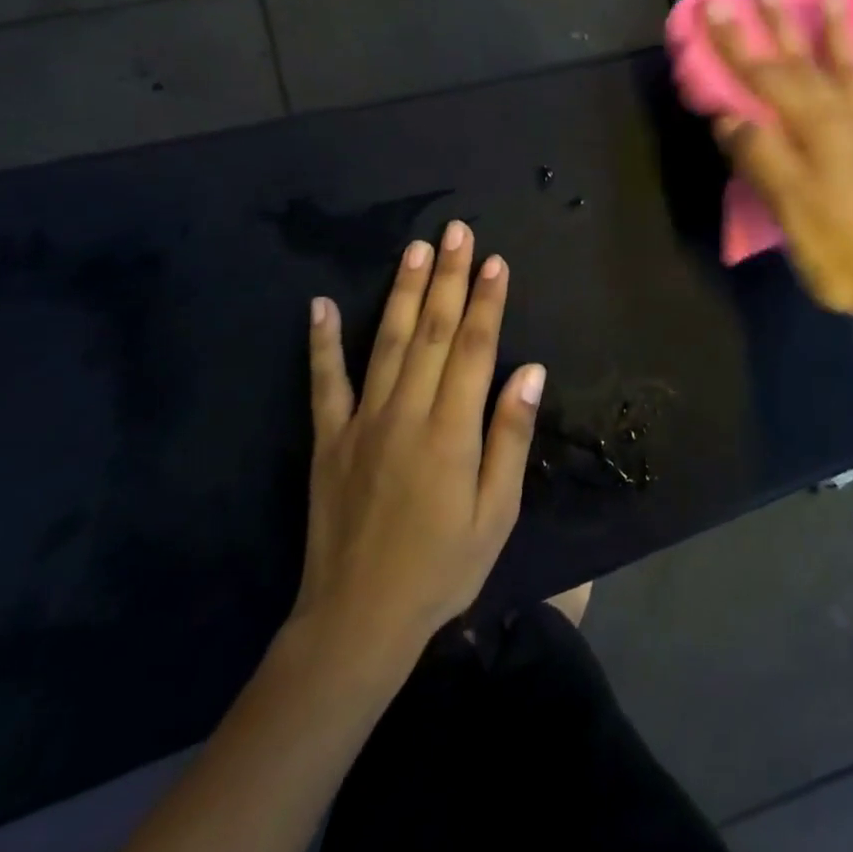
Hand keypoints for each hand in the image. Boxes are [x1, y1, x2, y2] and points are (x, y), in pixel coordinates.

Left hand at [292, 222, 545, 667]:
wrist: (357, 620)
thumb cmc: (443, 568)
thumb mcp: (497, 513)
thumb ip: (510, 437)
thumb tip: (531, 371)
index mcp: (451, 431)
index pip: (475, 348)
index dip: (487, 302)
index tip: (496, 261)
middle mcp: (406, 413)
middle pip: (434, 332)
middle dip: (449, 277)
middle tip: (458, 232)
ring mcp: (361, 423)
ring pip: (388, 342)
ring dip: (404, 292)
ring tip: (415, 249)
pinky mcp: (328, 440)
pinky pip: (324, 382)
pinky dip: (323, 342)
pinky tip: (321, 305)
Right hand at [707, 0, 852, 323]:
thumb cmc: (843, 249)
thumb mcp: (788, 206)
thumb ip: (759, 156)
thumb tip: (729, 115)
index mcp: (812, 129)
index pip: (765, 77)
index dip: (735, 43)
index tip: (714, 5)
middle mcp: (845, 119)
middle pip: (807, 64)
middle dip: (781, 26)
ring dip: (842, 35)